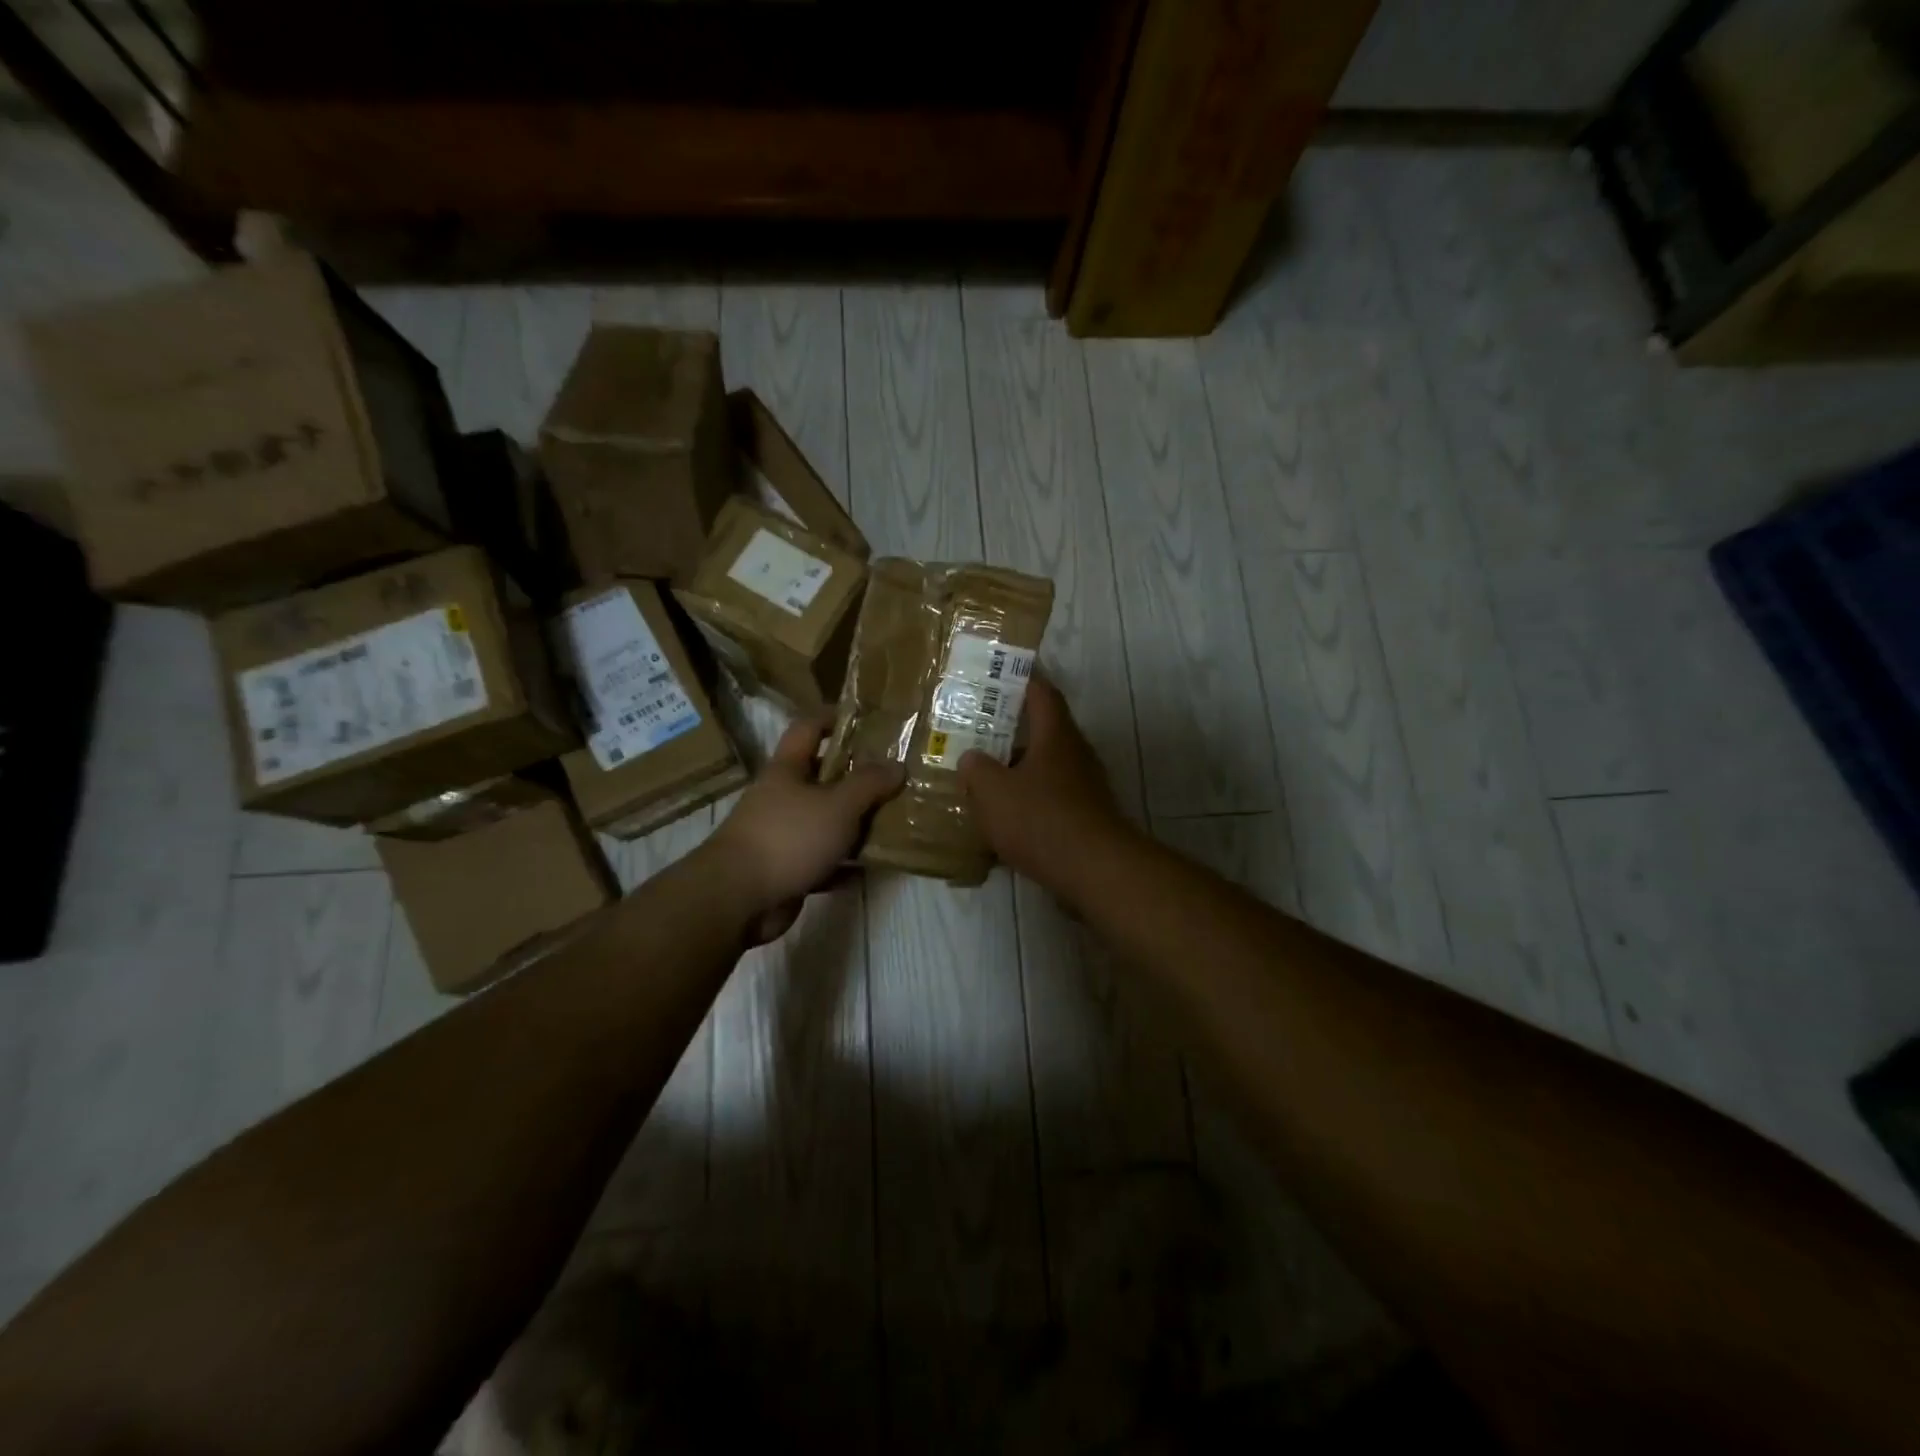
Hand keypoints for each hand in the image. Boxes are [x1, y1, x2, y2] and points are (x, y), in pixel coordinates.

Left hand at [708, 716, 905, 944]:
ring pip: (824, 820)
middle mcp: (781, 797)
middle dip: (856, 776)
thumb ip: (869, 784)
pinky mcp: (785, 870)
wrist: (738, 898)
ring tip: (892, 820)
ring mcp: (781, 835)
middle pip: (821, 776)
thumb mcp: (838, 805)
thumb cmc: (788, 837)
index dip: (834, 718)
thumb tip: (897, 765)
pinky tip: (870, 867)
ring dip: (854, 822)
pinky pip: (822, 860)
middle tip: (893, 776)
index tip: (866, 720)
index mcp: (787, 770)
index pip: (808, 728)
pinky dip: (844, 863)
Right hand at [957, 674, 1131, 882]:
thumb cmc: (1040, 818)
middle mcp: (1076, 754)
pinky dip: (1030, 801)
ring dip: (1020, 770)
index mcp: (1056, 736)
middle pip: (1045, 732)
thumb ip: (977, 769)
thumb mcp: (992, 792)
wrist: (1093, 870)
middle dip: (1013, 732)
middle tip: (980, 733)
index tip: (1000, 676)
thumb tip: (972, 758)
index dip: (1022, 681)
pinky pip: (1053, 798)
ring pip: (1047, 768)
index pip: (1042, 693)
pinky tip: (1007, 819)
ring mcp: (1086, 787)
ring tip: (987, 778)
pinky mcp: (1087, 817)